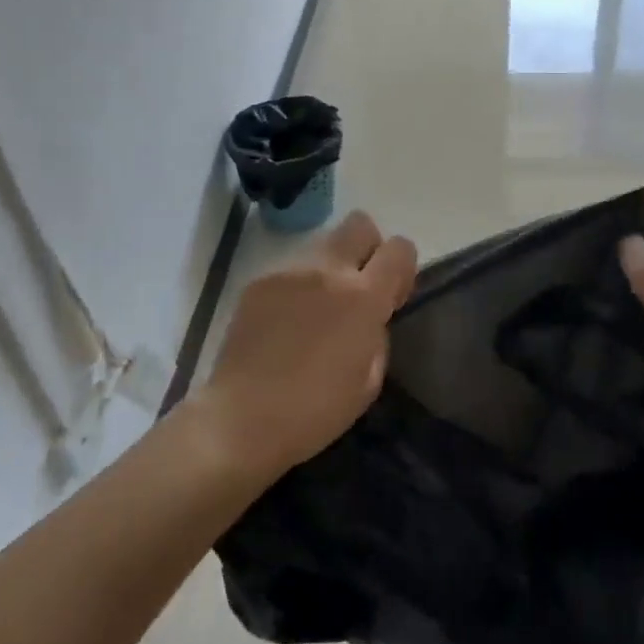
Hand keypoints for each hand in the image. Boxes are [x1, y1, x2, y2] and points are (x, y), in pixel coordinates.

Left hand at [201, 211, 417, 479]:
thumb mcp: (369, 382)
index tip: (391, 297)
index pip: (399, 248)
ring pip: (321, 248)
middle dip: (367, 247)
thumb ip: (377, 335)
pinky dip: (296, 291)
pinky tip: (284, 327)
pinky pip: (290, 273)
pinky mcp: (258, 282)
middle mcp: (326, 271)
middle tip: (358, 288)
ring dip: (329, 271)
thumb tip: (370, 318)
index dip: (402, 268)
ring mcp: (288, 272)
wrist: (241, 419)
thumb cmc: (315, 411)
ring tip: (314, 315)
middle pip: (359, 224)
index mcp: (362, 297)